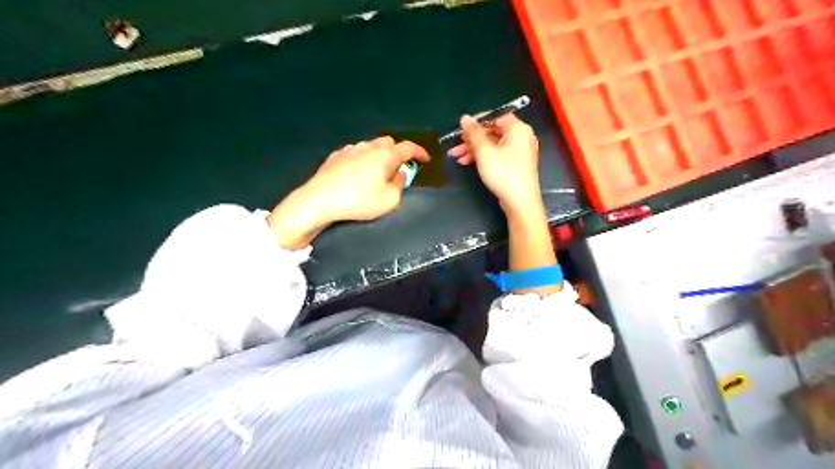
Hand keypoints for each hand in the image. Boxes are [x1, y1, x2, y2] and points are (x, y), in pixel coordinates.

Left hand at [269, 137, 429, 250]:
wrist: (320, 200)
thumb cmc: (359, 200)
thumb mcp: (389, 199)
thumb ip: (399, 184)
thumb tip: (400, 174)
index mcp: (385, 155)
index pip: (408, 147)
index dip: (420, 152)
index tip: (426, 159)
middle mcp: (369, 146)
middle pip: (388, 143)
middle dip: (397, 153)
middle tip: (399, 169)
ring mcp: (350, 149)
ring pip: (370, 147)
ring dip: (378, 156)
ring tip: (377, 173)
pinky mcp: (335, 156)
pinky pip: (355, 153)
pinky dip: (362, 160)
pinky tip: (357, 173)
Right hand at [447, 113, 544, 215]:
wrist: (520, 202)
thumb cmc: (503, 173)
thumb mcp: (484, 152)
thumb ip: (473, 133)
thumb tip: (465, 118)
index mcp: (517, 128)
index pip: (495, 115)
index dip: (477, 121)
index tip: (461, 129)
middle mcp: (521, 136)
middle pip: (492, 130)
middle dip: (472, 138)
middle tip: (456, 146)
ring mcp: (519, 151)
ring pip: (493, 143)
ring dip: (474, 149)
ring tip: (456, 157)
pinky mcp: (516, 163)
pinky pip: (497, 153)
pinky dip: (483, 156)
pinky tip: (467, 162)